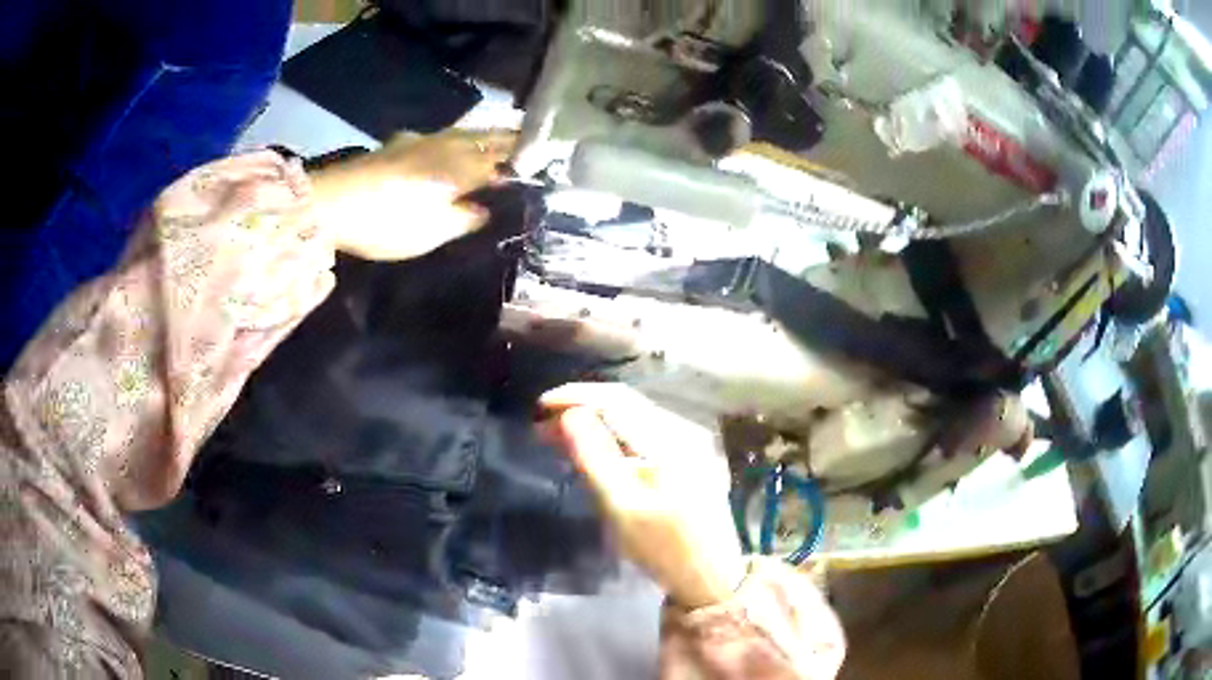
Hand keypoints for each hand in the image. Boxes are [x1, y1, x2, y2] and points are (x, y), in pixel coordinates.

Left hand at [310, 129, 515, 260]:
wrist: (332, 204)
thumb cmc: (388, 221)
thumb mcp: (432, 231)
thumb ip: (464, 218)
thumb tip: (484, 209)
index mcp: (461, 168)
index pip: (502, 162)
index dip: (523, 162)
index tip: (543, 163)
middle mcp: (446, 147)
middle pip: (485, 139)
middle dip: (509, 140)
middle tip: (529, 141)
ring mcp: (419, 142)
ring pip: (462, 133)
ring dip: (482, 135)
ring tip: (494, 140)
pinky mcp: (397, 145)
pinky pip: (437, 137)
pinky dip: (451, 140)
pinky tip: (443, 146)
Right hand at [540, 383, 745, 608]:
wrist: (711, 577)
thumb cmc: (664, 548)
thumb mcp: (622, 507)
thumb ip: (594, 457)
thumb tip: (569, 414)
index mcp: (671, 439)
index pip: (617, 399)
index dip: (575, 395)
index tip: (540, 406)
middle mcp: (685, 431)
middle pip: (626, 404)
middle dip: (582, 408)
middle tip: (542, 426)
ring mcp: (691, 443)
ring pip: (634, 418)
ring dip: (596, 422)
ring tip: (559, 436)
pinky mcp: (690, 458)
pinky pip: (645, 434)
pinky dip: (615, 436)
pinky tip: (594, 449)